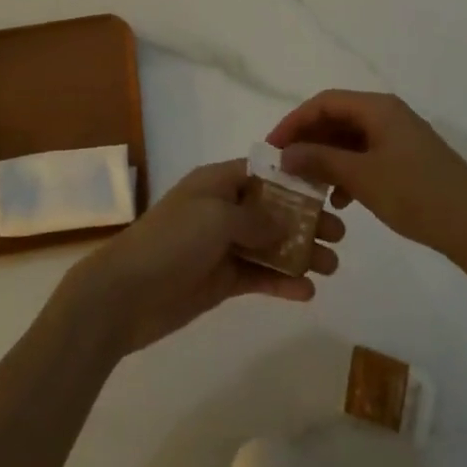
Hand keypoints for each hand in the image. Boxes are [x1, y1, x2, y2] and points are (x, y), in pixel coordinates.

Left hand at [59, 159, 343, 358]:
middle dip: (305, 220)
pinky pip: (257, 277)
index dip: (293, 181)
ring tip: (333, 266)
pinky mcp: (220, 281)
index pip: (261, 173)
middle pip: (270, 210)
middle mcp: (221, 210)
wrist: (126, 293)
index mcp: (216, 182)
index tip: (327, 191)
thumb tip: (286, 219)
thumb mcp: (217, 217)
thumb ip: (256, 217)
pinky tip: (308, 292)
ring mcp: (220, 247)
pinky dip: (281, 282)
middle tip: (340, 234)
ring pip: (268, 245)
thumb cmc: (172, 240)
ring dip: (299, 253)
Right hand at [267, 90, 466, 258]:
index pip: (324, 102)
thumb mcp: (361, 178)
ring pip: (352, 139)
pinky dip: (349, 171)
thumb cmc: (416, 195)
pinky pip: (368, 156)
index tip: (272, 146)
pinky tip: (341, 200)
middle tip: (285, 165)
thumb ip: (320, 161)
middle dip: (309, 141)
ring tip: (308, 185)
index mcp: (378, 108)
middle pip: (337, 118)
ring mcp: (402, 137)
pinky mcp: (410, 160)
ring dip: (327, 158)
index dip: (294, 122)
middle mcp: (389, 114)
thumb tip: (285, 153)